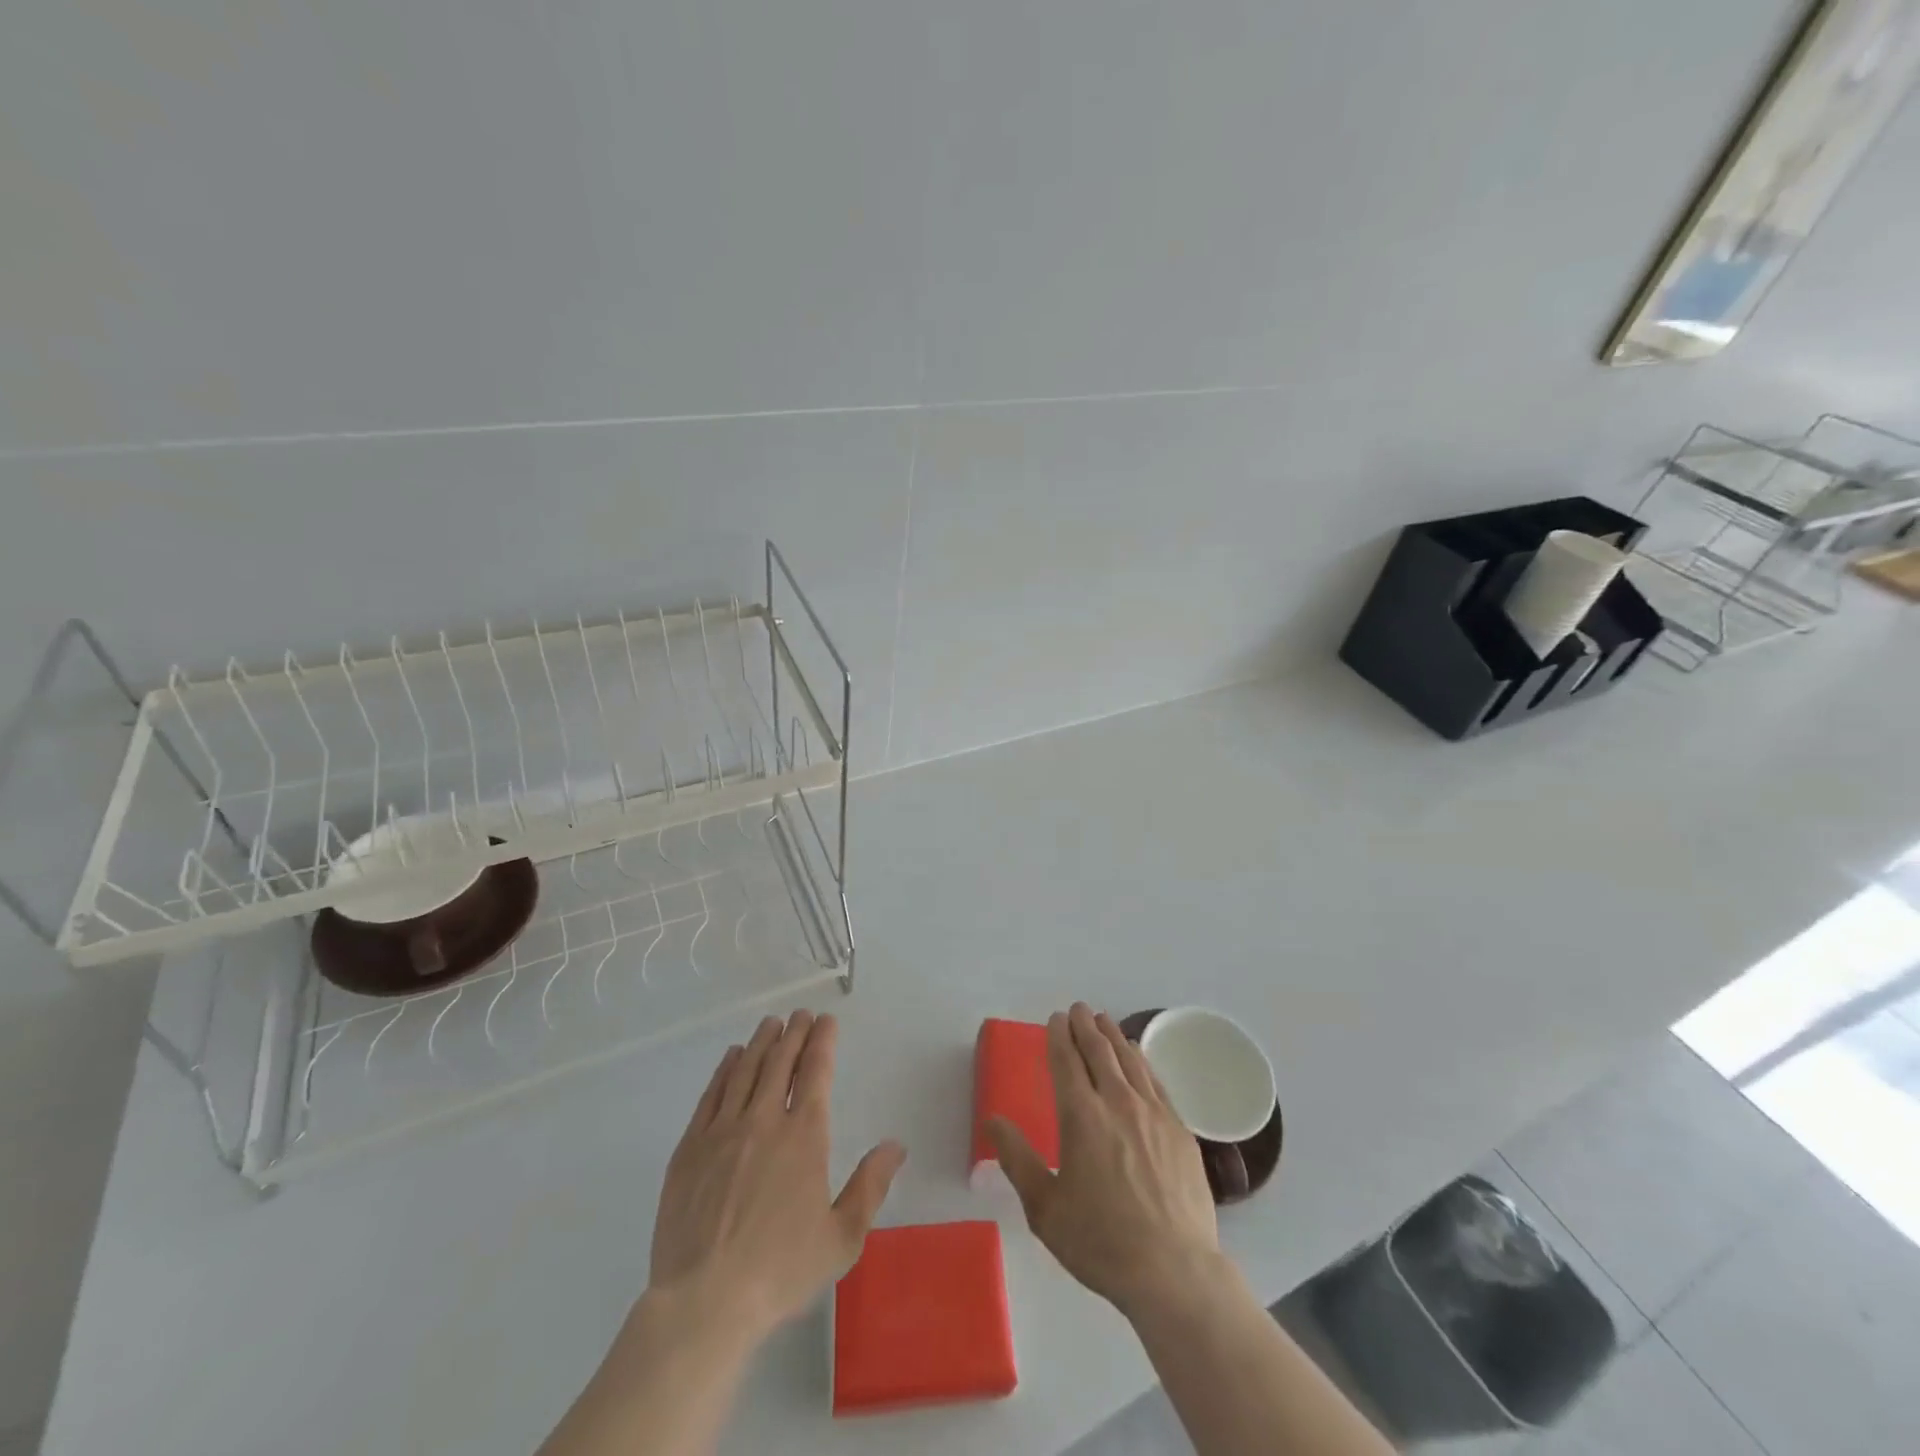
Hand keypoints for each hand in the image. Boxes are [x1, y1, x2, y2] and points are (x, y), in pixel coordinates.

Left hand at [648, 1010, 905, 1340]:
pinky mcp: (690, 1148)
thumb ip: (870, 1186)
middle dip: (794, 1032)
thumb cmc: (781, 1271)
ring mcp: (722, 1131)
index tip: (826, 1021)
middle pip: (780, 1061)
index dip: (822, 1041)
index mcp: (804, 1135)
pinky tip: (732, 1058)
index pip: (815, 1071)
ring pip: (745, 1070)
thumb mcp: (842, 1238)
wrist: (703, 1302)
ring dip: (761, 1043)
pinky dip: (725, 1070)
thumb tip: (895, 1145)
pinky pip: (711, 1095)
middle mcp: (763, 1120)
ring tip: (771, 1025)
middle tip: (800, 1015)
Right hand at [988, 1003, 1222, 1317]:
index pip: (1066, 1062)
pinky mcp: (1179, 1129)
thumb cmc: (1101, 1242)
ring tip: (1104, 1020)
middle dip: (1085, 1026)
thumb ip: (1018, 1159)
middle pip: (1099, 1052)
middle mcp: (1117, 1103)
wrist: (1174, 1272)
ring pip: (1129, 1060)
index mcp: (1081, 1117)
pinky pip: (1155, 1080)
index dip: (1059, 1036)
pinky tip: (1137, 1055)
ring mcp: (1153, 1113)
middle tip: (1078, 1008)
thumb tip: (992, 1121)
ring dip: (1113, 1036)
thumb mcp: (1045, 1208)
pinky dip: (1141, 1059)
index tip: (1056, 1018)